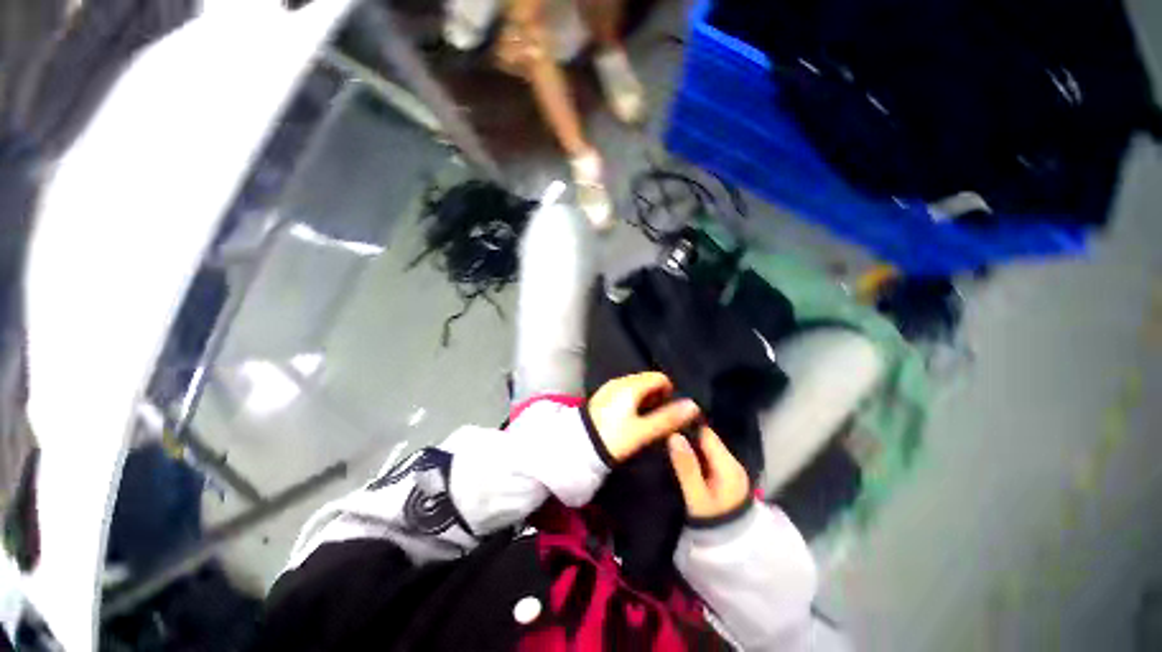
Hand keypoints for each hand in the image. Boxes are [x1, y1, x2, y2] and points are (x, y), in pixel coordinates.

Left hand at [587, 372, 700, 461]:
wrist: (580, 445)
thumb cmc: (614, 438)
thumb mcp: (643, 431)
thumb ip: (668, 418)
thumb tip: (693, 405)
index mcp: (631, 386)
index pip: (659, 377)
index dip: (669, 391)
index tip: (670, 409)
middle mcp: (620, 381)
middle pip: (647, 380)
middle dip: (657, 394)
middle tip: (659, 417)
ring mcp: (610, 387)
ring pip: (635, 385)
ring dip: (645, 397)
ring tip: (646, 419)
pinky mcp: (603, 395)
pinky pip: (624, 391)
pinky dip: (633, 399)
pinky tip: (630, 417)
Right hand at [668, 426, 749, 520]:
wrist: (731, 548)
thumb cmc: (712, 521)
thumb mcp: (696, 496)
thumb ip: (686, 466)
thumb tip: (674, 436)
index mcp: (728, 466)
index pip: (706, 434)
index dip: (687, 429)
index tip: (667, 428)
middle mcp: (732, 463)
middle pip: (707, 439)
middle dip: (687, 437)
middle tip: (664, 437)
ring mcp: (730, 470)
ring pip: (706, 449)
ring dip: (690, 447)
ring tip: (668, 446)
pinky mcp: (726, 477)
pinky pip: (708, 458)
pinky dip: (695, 457)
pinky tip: (681, 460)